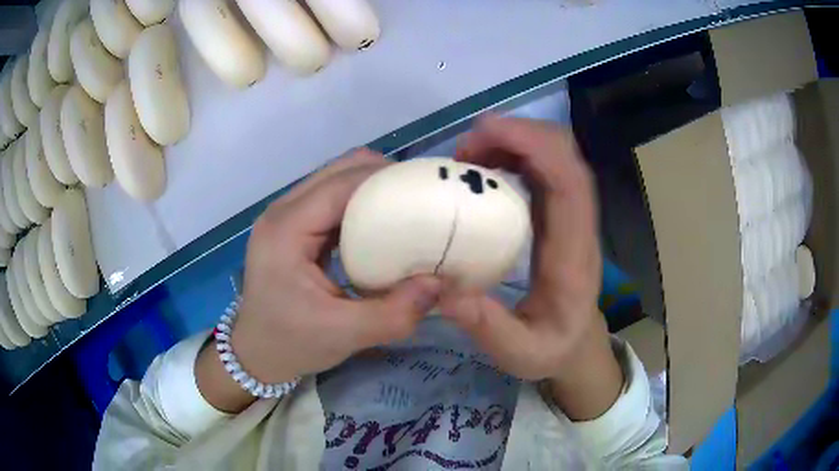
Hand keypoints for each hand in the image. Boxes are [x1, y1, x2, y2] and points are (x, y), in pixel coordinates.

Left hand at [196, 150, 441, 412]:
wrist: (255, 353)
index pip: (341, 186)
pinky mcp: (293, 225)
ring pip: (336, 179)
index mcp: (286, 229)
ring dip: (372, 187)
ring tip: (406, 209)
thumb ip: (394, 313)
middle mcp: (283, 211)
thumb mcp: (344, 335)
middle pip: (338, 170)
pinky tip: (380, 225)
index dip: (386, 180)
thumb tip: (439, 283)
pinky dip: (360, 203)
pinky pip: (332, 198)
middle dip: (383, 177)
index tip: (427, 191)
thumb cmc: (291, 343)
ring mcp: (285, 215)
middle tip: (420, 200)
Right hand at [440, 116, 622, 419]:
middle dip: (516, 134)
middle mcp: (577, 222)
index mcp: (573, 252)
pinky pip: (541, 168)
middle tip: (463, 150)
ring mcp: (568, 214)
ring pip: (553, 154)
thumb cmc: (553, 348)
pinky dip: (512, 155)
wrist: (577, 343)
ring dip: (512, 140)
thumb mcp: (520, 353)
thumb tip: (444, 290)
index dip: (533, 144)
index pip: (568, 180)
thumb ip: (488, 327)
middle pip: (563, 153)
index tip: (484, 133)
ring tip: (466, 156)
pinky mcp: (557, 214)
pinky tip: (481, 170)